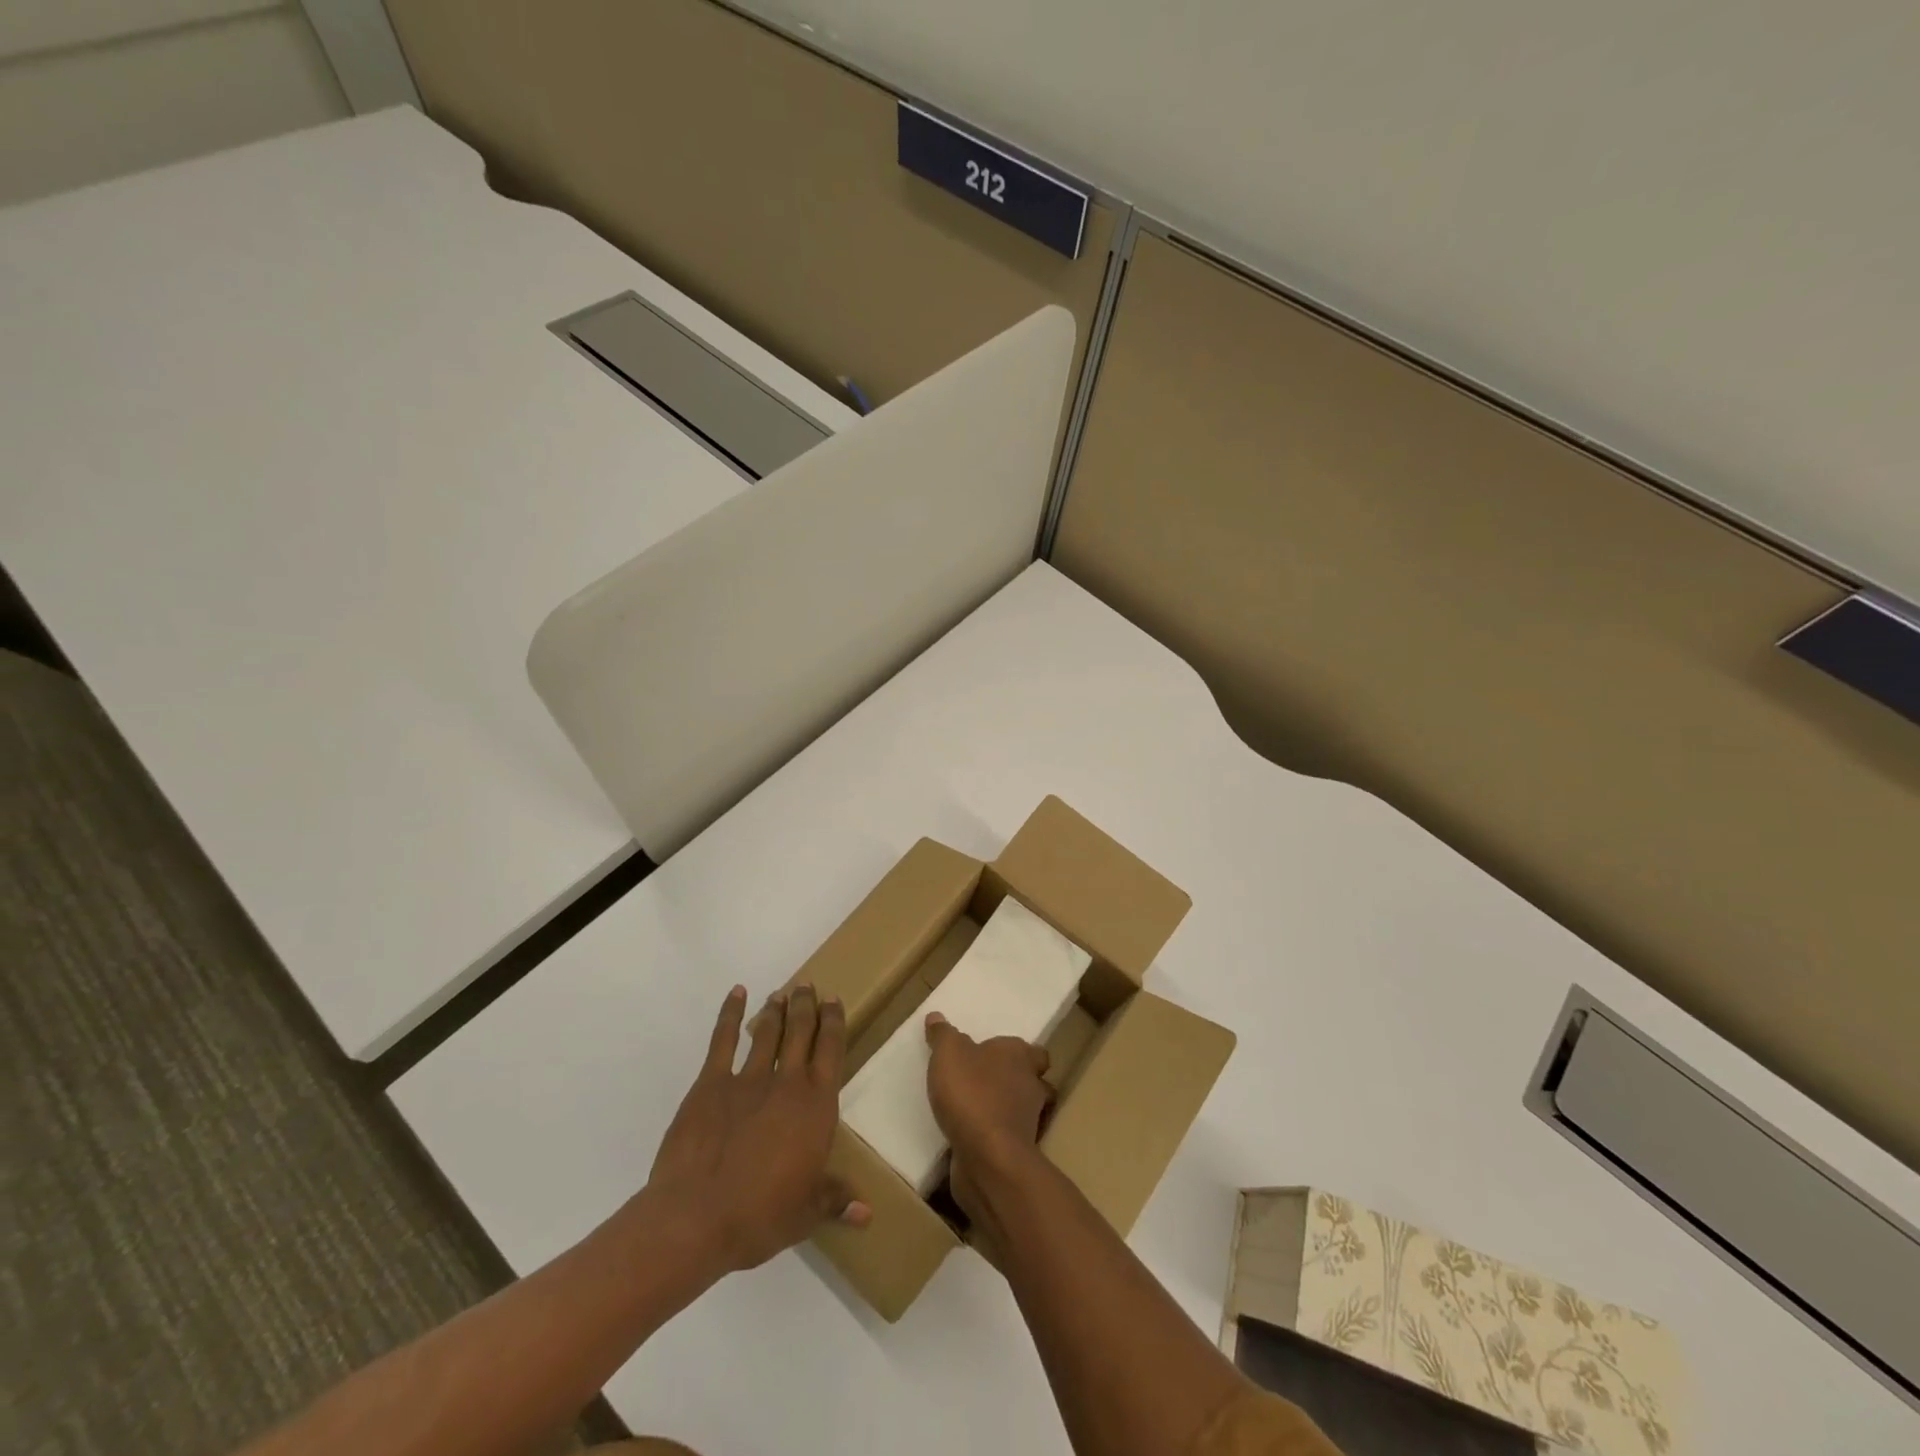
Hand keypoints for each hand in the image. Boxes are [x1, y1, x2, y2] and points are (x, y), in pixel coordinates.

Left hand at [645, 985, 869, 1274]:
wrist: (696, 1217)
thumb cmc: (759, 1216)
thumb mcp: (806, 1214)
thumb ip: (836, 1200)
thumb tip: (868, 1213)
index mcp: (816, 1106)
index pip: (831, 1050)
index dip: (834, 1022)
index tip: (834, 1001)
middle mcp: (787, 1082)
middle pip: (801, 1031)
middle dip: (806, 1006)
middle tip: (807, 987)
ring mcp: (747, 1079)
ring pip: (767, 1032)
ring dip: (776, 1009)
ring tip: (781, 994)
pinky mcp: (710, 1083)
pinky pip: (722, 1040)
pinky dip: (730, 1015)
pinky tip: (737, 994)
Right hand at [924, 1011, 1051, 1228]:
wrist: (988, 1157)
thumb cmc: (972, 1093)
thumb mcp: (949, 1054)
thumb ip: (943, 1035)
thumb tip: (936, 1016)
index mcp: (1019, 1056)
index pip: (1033, 1051)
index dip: (1019, 1053)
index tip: (997, 1055)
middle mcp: (1031, 1086)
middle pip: (1033, 1080)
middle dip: (1015, 1081)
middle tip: (987, 1081)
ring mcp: (1028, 1123)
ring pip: (1023, 1111)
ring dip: (1006, 1110)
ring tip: (977, 1109)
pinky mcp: (1018, 1153)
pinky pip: (1008, 1139)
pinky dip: (995, 1136)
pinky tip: (972, 1136)